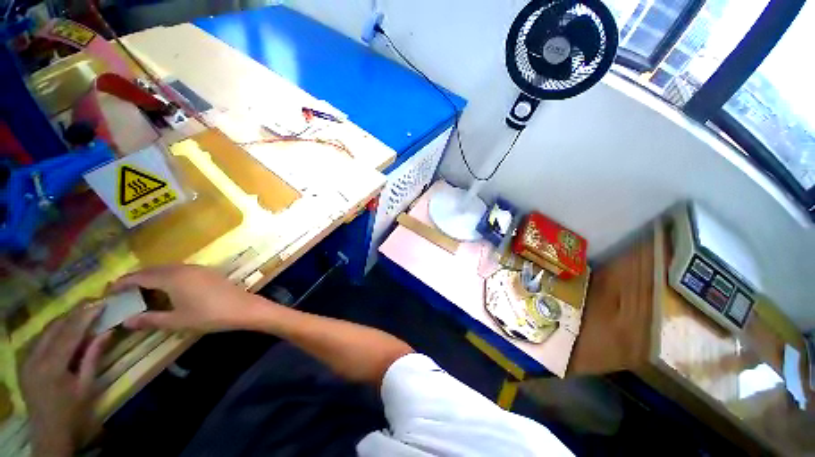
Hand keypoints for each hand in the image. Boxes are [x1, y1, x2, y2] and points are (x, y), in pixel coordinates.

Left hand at [21, 306, 110, 456]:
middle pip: (55, 327)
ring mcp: (26, 359)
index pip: (70, 333)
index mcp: (52, 366)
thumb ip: (93, 357)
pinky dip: (55, 330)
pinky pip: (40, 339)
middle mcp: (35, 358)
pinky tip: (65, 330)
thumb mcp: (87, 386)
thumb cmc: (73, 411)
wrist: (49, 432)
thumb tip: (107, 331)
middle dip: (74, 313)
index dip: (86, 315)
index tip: (102, 302)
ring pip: (45, 330)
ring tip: (82, 313)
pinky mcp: (24, 361)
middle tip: (93, 303)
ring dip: (65, 320)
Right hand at [109, 265, 265, 331]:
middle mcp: (184, 268)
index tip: (109, 291)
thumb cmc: (209, 315)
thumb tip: (126, 321)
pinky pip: (181, 270)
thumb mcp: (177, 321)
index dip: (123, 283)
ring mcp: (198, 268)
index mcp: (173, 277)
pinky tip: (167, 289)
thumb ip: (150, 320)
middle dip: (136, 279)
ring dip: (153, 277)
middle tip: (123, 293)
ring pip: (168, 269)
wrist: (243, 308)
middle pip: (153, 270)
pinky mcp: (208, 272)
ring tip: (141, 292)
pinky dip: (168, 277)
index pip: (140, 276)